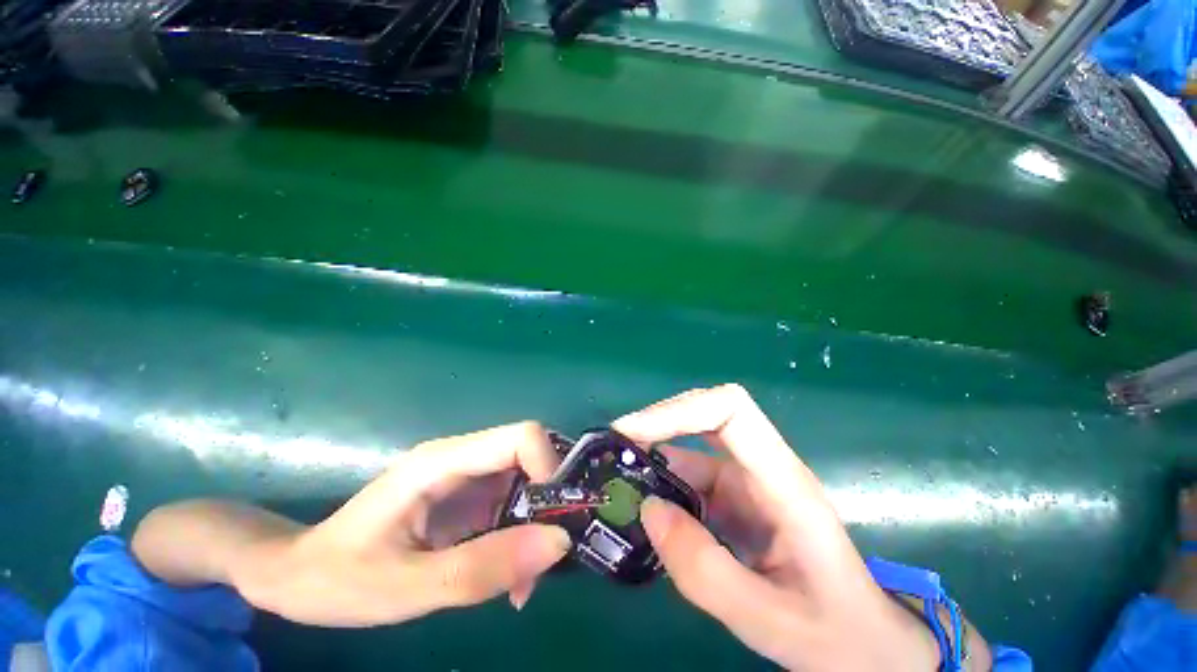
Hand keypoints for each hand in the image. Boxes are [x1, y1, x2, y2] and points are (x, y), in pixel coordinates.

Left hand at [230, 422, 570, 626]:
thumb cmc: (339, 578)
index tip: (553, 523)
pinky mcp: (466, 497)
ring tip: (523, 583)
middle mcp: (461, 458)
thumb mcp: (409, 587)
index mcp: (443, 461)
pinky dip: (521, 536)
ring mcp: (464, 476)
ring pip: (525, 482)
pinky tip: (508, 577)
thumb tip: (559, 543)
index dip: (549, 468)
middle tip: (544, 561)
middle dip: (547, 503)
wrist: (296, 575)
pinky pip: (511, 504)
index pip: (522, 436)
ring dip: (536, 526)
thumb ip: (483, 568)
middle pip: (530, 457)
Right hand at [613, 385, 942, 671]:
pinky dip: (661, 482)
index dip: (678, 410)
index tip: (633, 433)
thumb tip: (648, 510)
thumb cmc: (836, 633)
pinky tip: (642, 505)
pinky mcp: (735, 496)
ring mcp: (748, 479)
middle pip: (706, 412)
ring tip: (616, 477)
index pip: (730, 409)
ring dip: (653, 455)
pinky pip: (690, 475)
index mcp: (783, 482)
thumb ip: (705, 571)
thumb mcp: (770, 619)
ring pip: (691, 445)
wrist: (867, 645)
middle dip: (658, 423)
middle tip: (616, 448)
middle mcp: (763, 467)